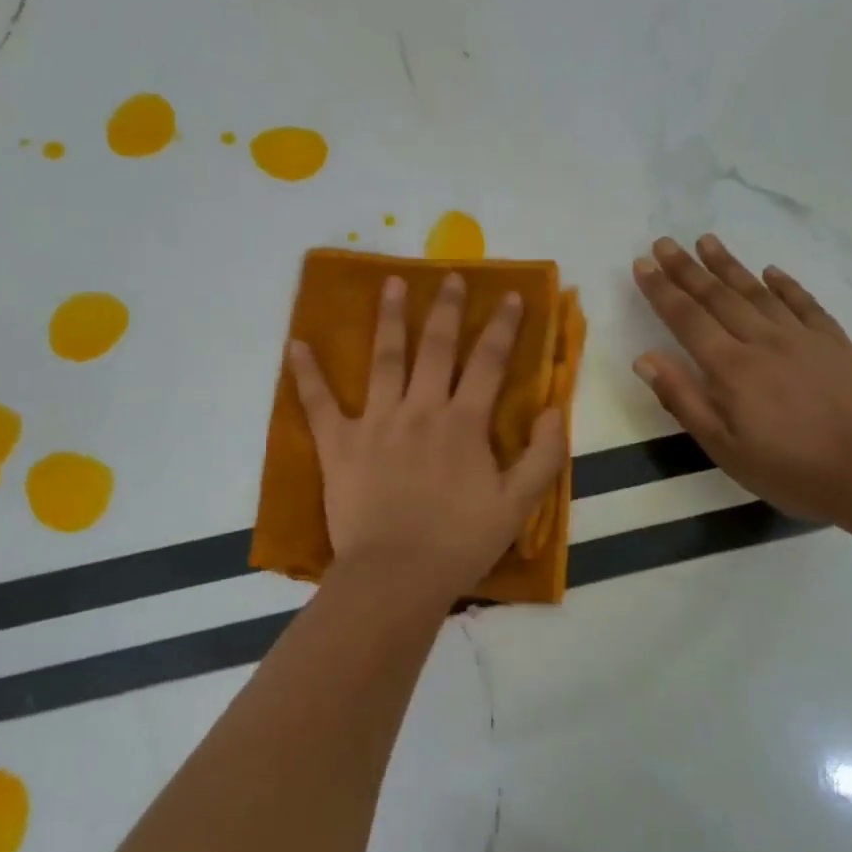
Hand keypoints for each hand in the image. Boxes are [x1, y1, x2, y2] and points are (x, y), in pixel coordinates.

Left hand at [288, 272, 568, 599]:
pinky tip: (296, 345)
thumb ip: (544, 455)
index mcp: (463, 423)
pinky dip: (306, 374)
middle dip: (447, 309)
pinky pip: (319, 403)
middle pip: (436, 347)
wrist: (397, 576)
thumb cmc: (460, 543)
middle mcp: (421, 410)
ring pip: (384, 359)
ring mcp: (376, 422)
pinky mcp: (340, 443)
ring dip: (389, 318)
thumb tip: (555, 409)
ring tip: (390, 283)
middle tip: (450, 276)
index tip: (512, 296)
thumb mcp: (518, 505)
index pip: (488, 363)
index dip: (503, 327)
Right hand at [631, 235, 851, 522]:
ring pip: (757, 292)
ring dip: (729, 266)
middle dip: (687, 268)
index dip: (662, 290)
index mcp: (730, 368)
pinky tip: (771, 271)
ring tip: (707, 241)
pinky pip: (805, 304)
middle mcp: (762, 342)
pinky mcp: (835, 343)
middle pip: (718, 297)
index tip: (642, 264)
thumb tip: (645, 358)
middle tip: (664, 242)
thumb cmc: (789, 469)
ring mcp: (802, 338)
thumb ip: (683, 399)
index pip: (687, 319)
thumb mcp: (723, 447)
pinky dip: (785, 285)